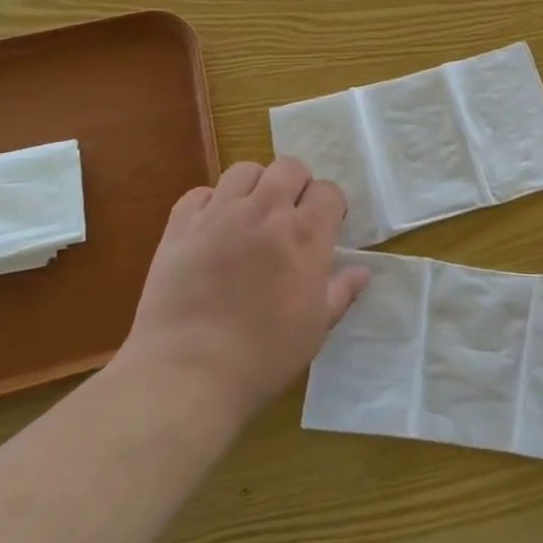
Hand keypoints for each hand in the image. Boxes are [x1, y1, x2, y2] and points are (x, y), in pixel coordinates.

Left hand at [119, 158, 367, 426]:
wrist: (188, 374)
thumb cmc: (263, 356)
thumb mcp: (315, 329)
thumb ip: (341, 293)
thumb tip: (362, 272)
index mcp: (305, 236)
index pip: (328, 191)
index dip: (330, 205)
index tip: (327, 226)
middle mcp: (265, 213)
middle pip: (289, 167)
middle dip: (297, 185)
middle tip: (290, 215)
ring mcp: (220, 215)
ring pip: (245, 170)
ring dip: (255, 187)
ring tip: (251, 216)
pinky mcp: (181, 226)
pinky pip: (200, 193)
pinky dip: (210, 203)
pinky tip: (212, 229)